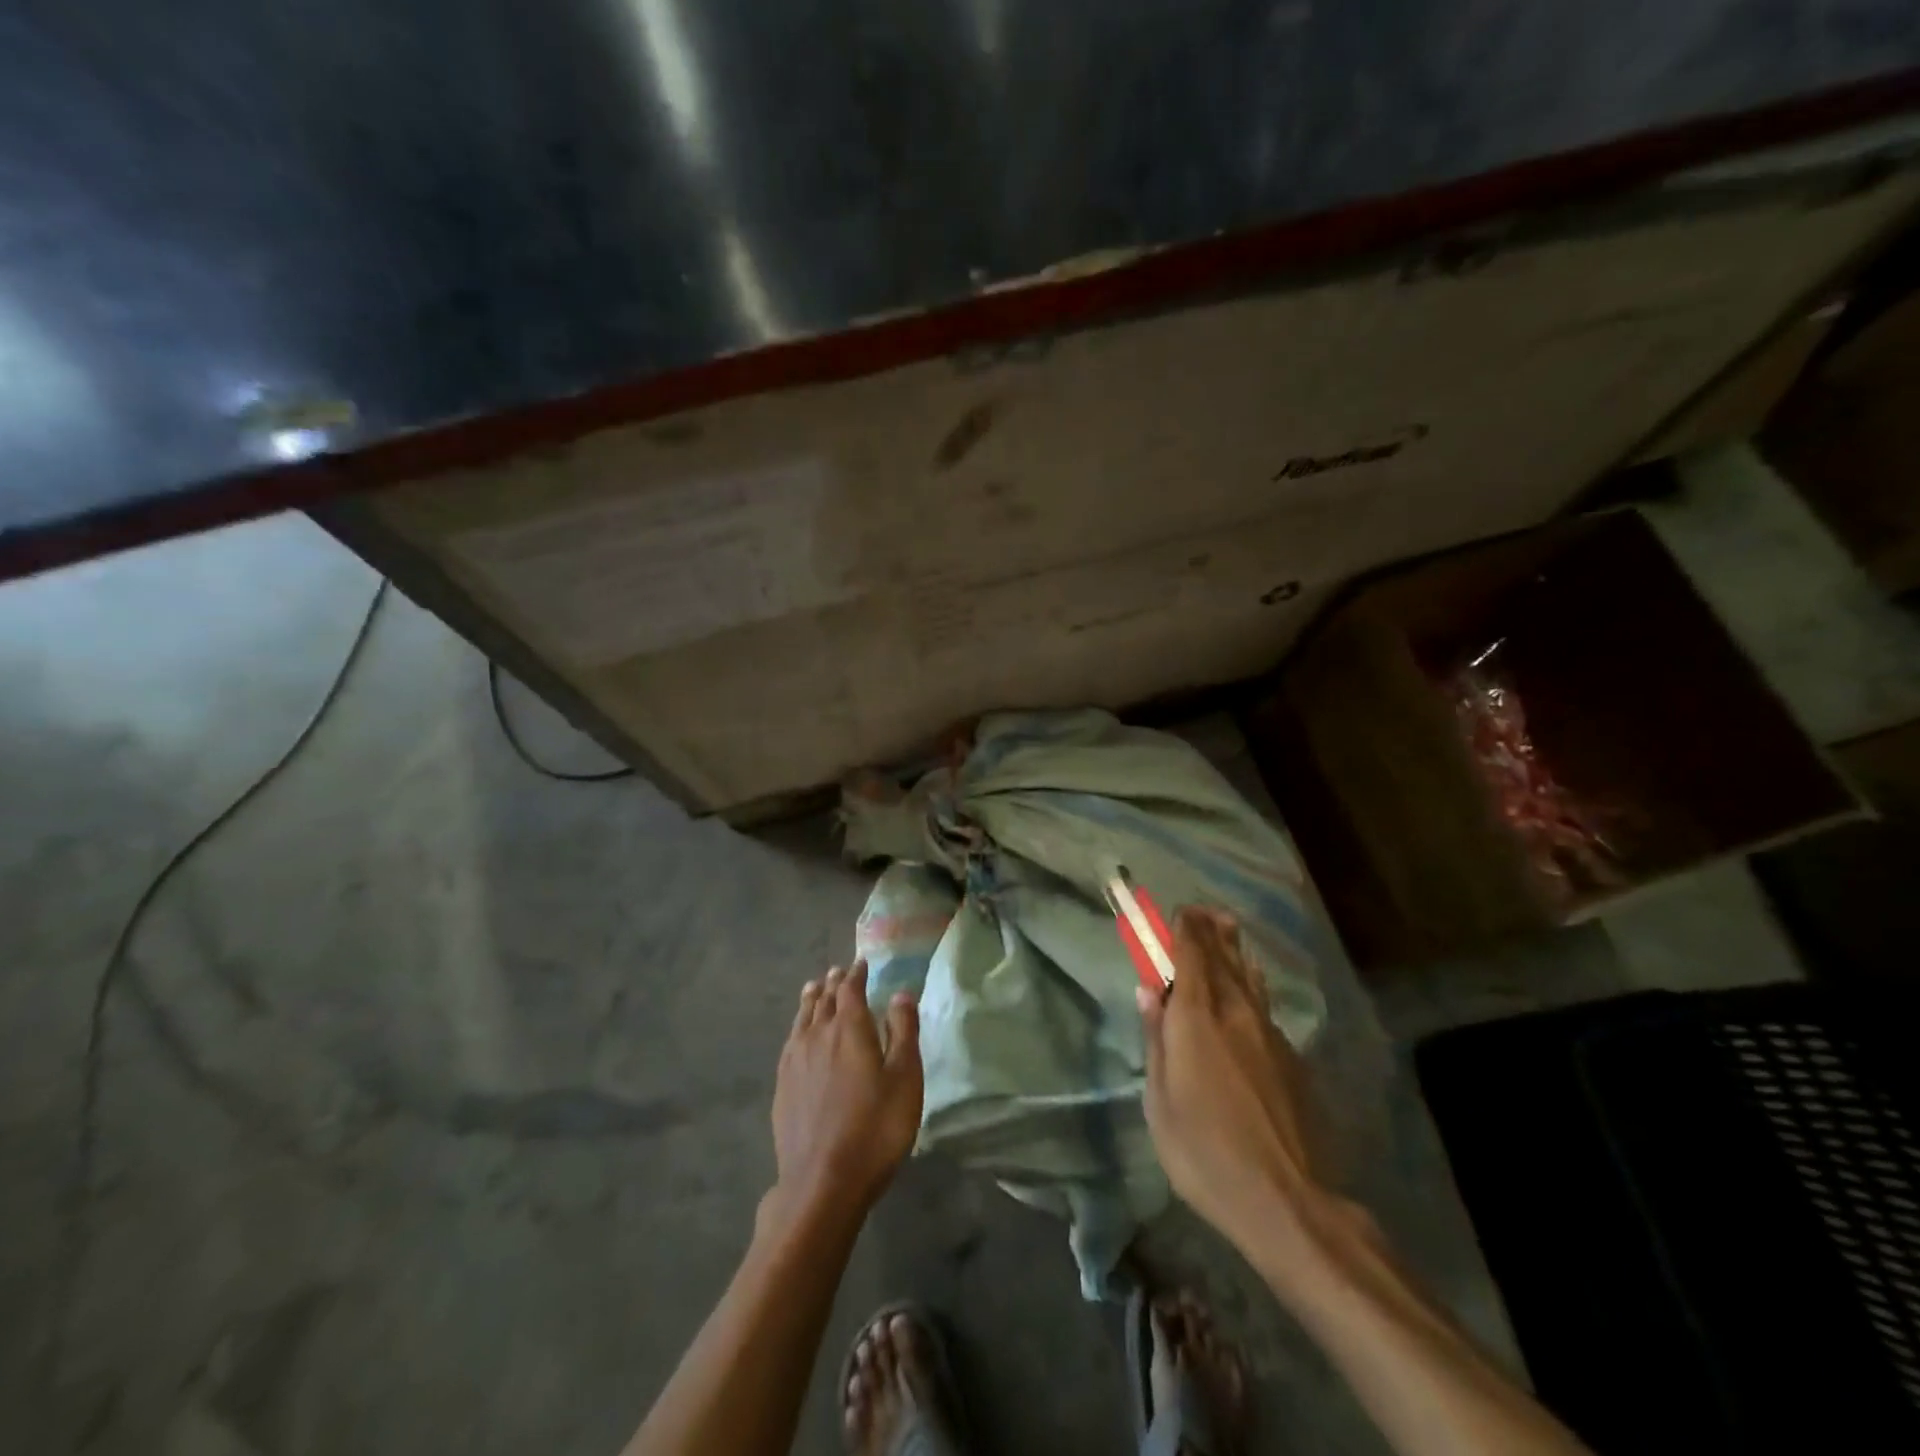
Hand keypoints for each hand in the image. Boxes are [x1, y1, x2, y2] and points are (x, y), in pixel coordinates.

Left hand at [768, 961, 922, 1227]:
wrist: (822, 1182)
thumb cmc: (875, 1128)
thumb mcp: (904, 1078)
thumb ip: (903, 1032)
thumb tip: (901, 993)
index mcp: (849, 1028)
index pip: (851, 990)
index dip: (856, 975)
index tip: (861, 963)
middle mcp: (818, 1036)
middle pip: (824, 1000)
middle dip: (833, 984)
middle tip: (837, 972)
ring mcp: (795, 1062)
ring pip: (803, 1019)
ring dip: (811, 1000)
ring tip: (813, 989)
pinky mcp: (782, 1087)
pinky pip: (790, 1042)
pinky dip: (798, 1027)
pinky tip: (798, 1036)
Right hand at [1137, 907, 1325, 1253]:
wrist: (1286, 1200)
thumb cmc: (1204, 1152)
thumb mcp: (1159, 1099)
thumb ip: (1156, 1039)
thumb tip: (1151, 990)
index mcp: (1197, 1019)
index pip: (1191, 956)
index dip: (1183, 929)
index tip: (1177, 911)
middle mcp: (1235, 1013)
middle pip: (1223, 958)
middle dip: (1210, 931)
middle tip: (1203, 909)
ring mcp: (1269, 1034)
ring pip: (1248, 978)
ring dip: (1234, 950)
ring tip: (1228, 929)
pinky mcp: (1291, 1058)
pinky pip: (1264, 1004)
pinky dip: (1251, 983)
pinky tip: (1250, 987)